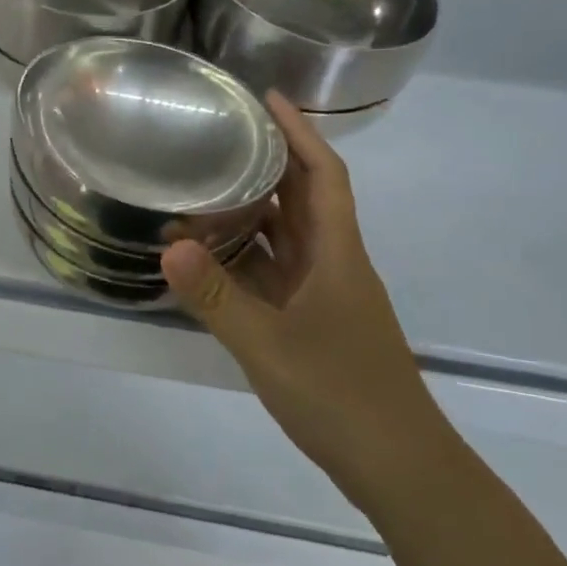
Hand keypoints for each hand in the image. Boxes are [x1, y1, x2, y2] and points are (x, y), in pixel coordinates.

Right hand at [161, 94, 443, 490]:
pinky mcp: (313, 321)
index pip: (323, 174)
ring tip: (203, 187)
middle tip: (219, 136)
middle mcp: (332, 263)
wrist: (399, 467)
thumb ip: (216, 297)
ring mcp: (324, 294)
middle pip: (303, 197)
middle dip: (268, 161)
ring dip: (252, 211)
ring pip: (286, 236)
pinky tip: (209, 258)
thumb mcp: (269, 345)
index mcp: (336, 253)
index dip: (300, 131)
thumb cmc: (342, 396)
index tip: (267, 98)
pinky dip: (245, 257)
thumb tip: (167, 245)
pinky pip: (275, 272)